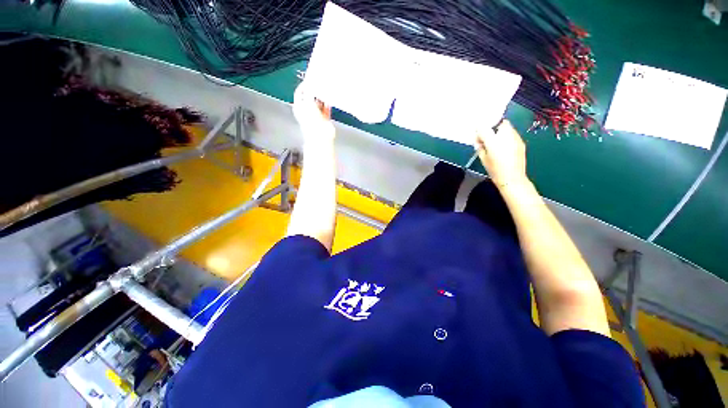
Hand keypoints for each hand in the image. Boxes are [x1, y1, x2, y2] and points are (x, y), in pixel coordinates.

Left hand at [293, 82, 334, 142]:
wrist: (321, 136)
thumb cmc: (312, 121)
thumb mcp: (308, 102)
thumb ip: (310, 91)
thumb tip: (311, 84)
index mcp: (299, 107)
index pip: (300, 92)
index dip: (305, 85)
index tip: (311, 78)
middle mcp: (307, 111)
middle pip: (310, 97)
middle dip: (315, 91)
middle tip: (320, 83)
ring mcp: (316, 116)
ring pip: (319, 103)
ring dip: (322, 98)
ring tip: (326, 90)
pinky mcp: (324, 120)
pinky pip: (326, 109)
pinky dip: (328, 105)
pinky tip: (329, 100)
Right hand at [474, 120, 527, 186]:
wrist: (512, 178)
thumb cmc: (495, 170)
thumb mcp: (483, 158)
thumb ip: (480, 146)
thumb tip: (479, 139)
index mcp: (493, 141)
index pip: (484, 127)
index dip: (480, 128)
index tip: (478, 133)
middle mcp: (506, 136)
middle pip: (499, 123)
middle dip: (492, 127)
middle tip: (487, 137)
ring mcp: (516, 138)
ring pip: (507, 128)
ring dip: (500, 132)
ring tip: (496, 142)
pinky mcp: (521, 142)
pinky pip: (512, 135)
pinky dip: (507, 137)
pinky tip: (504, 147)